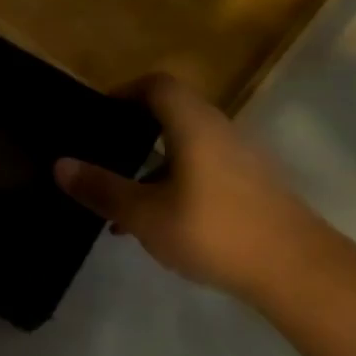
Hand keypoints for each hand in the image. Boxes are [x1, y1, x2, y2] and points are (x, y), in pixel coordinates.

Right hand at [53, 73, 332, 301]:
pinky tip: (157, 225)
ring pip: (186, 148)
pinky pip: (203, 171)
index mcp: (194, 125)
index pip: (157, 85)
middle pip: (172, 115)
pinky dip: (174, 184)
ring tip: (121, 202)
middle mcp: (220, 131)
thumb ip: (102, 188)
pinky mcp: (253, 187)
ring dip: (151, 166)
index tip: (97, 116)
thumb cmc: (213, 231)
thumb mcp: (144, 214)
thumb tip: (60, 164)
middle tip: (101, 157)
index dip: (124, 92)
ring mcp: (241, 159)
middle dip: (133, 134)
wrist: (296, 270)